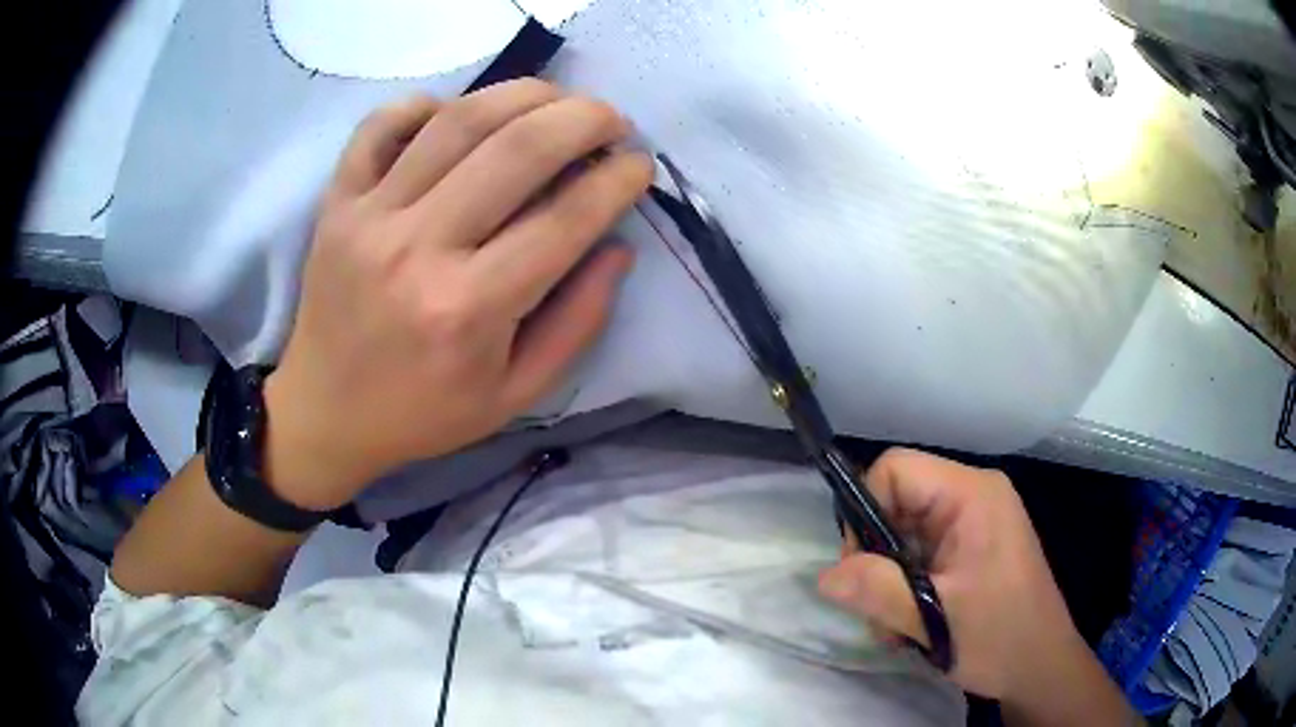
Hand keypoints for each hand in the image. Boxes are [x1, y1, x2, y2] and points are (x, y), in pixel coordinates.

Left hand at [261, 80, 652, 509]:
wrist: (326, 413)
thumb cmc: (423, 412)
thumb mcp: (516, 394)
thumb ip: (578, 322)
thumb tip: (617, 245)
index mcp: (469, 309)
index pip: (565, 219)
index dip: (617, 180)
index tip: (640, 165)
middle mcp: (419, 250)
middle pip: (518, 149)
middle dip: (584, 119)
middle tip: (611, 120)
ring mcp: (369, 217)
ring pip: (457, 121)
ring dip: (523, 94)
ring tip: (555, 100)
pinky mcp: (337, 203)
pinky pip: (379, 127)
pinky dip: (422, 104)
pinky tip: (454, 112)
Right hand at [816, 449, 1091, 704]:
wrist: (1041, 666)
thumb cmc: (999, 637)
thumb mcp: (934, 619)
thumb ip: (878, 591)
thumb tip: (825, 575)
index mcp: (972, 495)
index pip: (895, 470)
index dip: (866, 511)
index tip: (862, 569)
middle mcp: (972, 496)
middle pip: (896, 501)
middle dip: (877, 557)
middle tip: (880, 609)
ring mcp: (973, 522)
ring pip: (904, 532)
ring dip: (889, 580)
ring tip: (900, 626)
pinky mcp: (971, 547)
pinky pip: (920, 551)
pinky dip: (906, 585)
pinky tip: (914, 622)